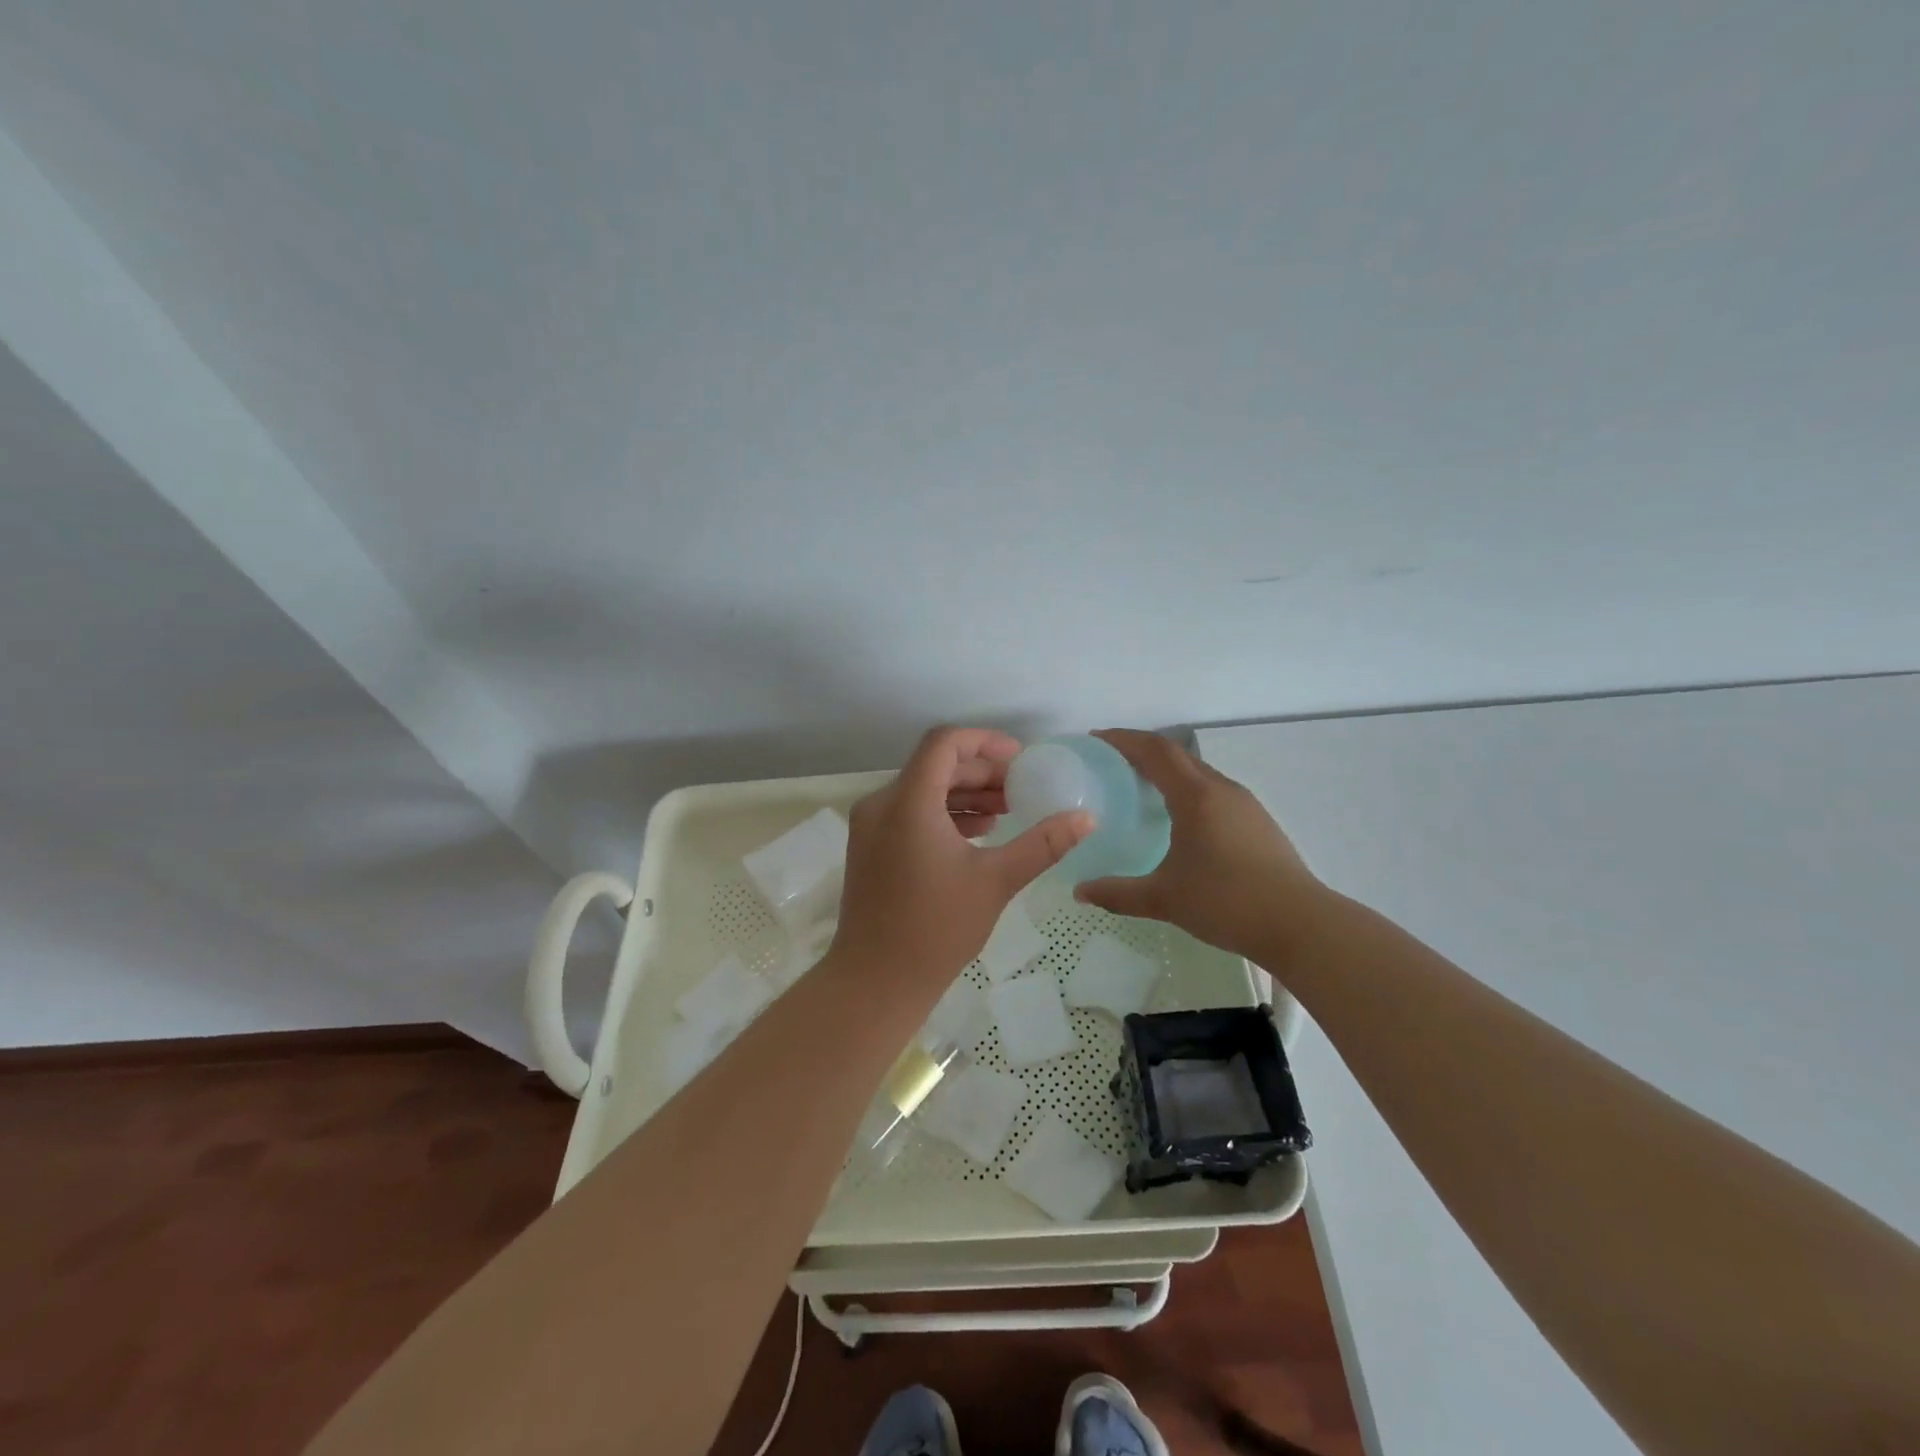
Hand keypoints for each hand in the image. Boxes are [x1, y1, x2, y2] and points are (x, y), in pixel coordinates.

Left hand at [832, 727, 1091, 989]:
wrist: (875, 982)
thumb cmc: (936, 929)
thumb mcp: (996, 881)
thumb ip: (1042, 844)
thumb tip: (1086, 818)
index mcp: (908, 802)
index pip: (944, 743)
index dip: (985, 741)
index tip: (1020, 758)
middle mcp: (881, 804)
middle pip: (935, 766)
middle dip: (981, 773)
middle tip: (1021, 789)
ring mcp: (871, 826)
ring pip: (922, 790)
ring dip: (964, 794)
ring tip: (1007, 811)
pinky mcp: (870, 847)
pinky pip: (910, 813)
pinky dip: (944, 814)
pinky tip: (978, 833)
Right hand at [1074, 729, 1327, 964]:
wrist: (1300, 924)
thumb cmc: (1227, 903)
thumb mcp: (1164, 899)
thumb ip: (1117, 893)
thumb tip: (1080, 892)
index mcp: (1196, 797)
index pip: (1155, 751)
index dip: (1123, 740)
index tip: (1095, 739)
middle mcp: (1221, 789)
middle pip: (1176, 755)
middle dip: (1141, 750)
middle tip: (1110, 761)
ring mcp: (1244, 804)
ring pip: (1197, 772)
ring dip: (1166, 770)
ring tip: (1139, 785)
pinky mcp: (1257, 822)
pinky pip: (1212, 790)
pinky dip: (1186, 789)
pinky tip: (1178, 817)